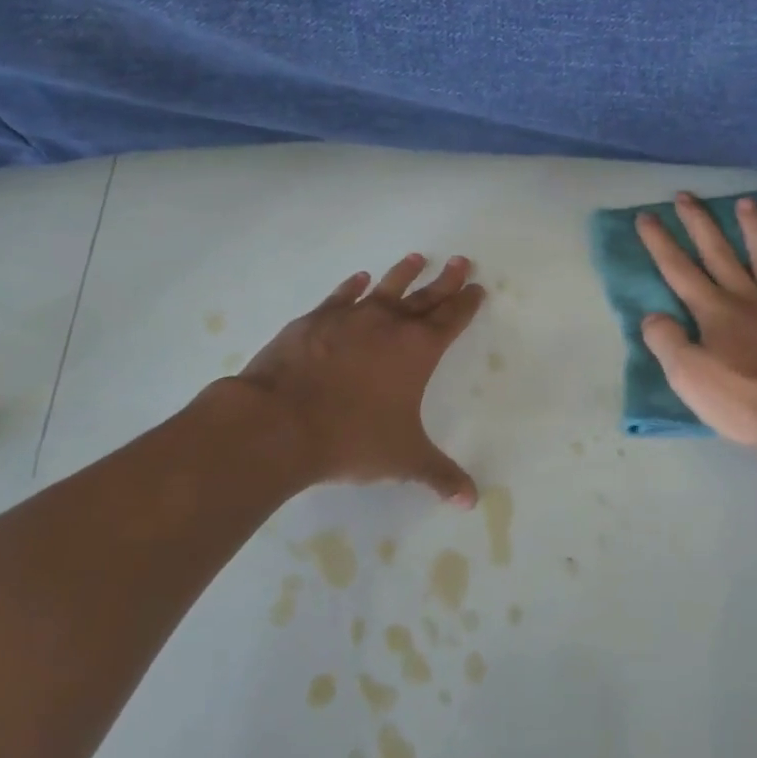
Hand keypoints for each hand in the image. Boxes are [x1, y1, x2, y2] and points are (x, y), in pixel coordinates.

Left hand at [215, 254, 484, 504]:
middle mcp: (389, 324)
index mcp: (417, 350)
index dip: (467, 304)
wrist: (280, 422)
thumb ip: (439, 475)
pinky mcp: (315, 320)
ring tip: (416, 257)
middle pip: (426, 295)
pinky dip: (352, 286)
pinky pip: (341, 296)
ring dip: (403, 273)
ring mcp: (350, 316)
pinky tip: (358, 279)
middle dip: (446, 280)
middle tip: (461, 261)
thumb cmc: (351, 438)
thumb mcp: (403, 460)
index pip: (451, 319)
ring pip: (385, 287)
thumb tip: (472, 500)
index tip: (477, 287)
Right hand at [636, 193, 756, 456]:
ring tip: (745, 203)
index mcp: (714, 311)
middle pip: (718, 252)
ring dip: (752, 229)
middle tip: (686, 195)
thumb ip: (667, 342)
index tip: (647, 216)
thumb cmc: (747, 401)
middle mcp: (747, 297)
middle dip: (699, 223)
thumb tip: (652, 315)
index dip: (660, 242)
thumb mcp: (690, 378)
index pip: (679, 269)